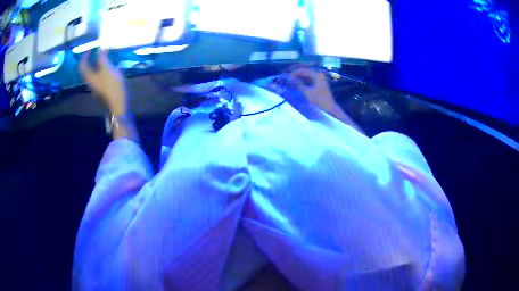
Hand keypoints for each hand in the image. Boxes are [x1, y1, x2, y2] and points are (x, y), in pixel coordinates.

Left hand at [79, 50, 127, 115]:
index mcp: (89, 76)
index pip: (82, 65)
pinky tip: (113, 68)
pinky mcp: (103, 89)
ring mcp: (97, 86)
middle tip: (98, 53)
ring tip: (107, 59)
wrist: (118, 101)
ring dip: (99, 65)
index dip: (85, 56)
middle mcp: (90, 82)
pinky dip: (104, 70)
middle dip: (92, 60)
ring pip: (95, 73)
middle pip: (88, 69)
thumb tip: (101, 49)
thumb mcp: (106, 67)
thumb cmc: (111, 84)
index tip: (91, 49)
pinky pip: (101, 77)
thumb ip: (102, 57)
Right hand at [288, 67, 336, 111]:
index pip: (303, 70)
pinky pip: (310, 79)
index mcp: (317, 75)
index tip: (287, 77)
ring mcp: (320, 78)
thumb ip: (298, 84)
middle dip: (296, 74)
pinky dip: (304, 80)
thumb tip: (290, 78)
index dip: (294, 73)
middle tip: (288, 78)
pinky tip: (298, 84)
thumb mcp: (307, 92)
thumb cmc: (318, 100)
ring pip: (307, 75)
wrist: (329, 108)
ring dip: (300, 77)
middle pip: (305, 71)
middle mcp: (319, 74)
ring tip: (292, 81)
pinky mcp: (320, 83)